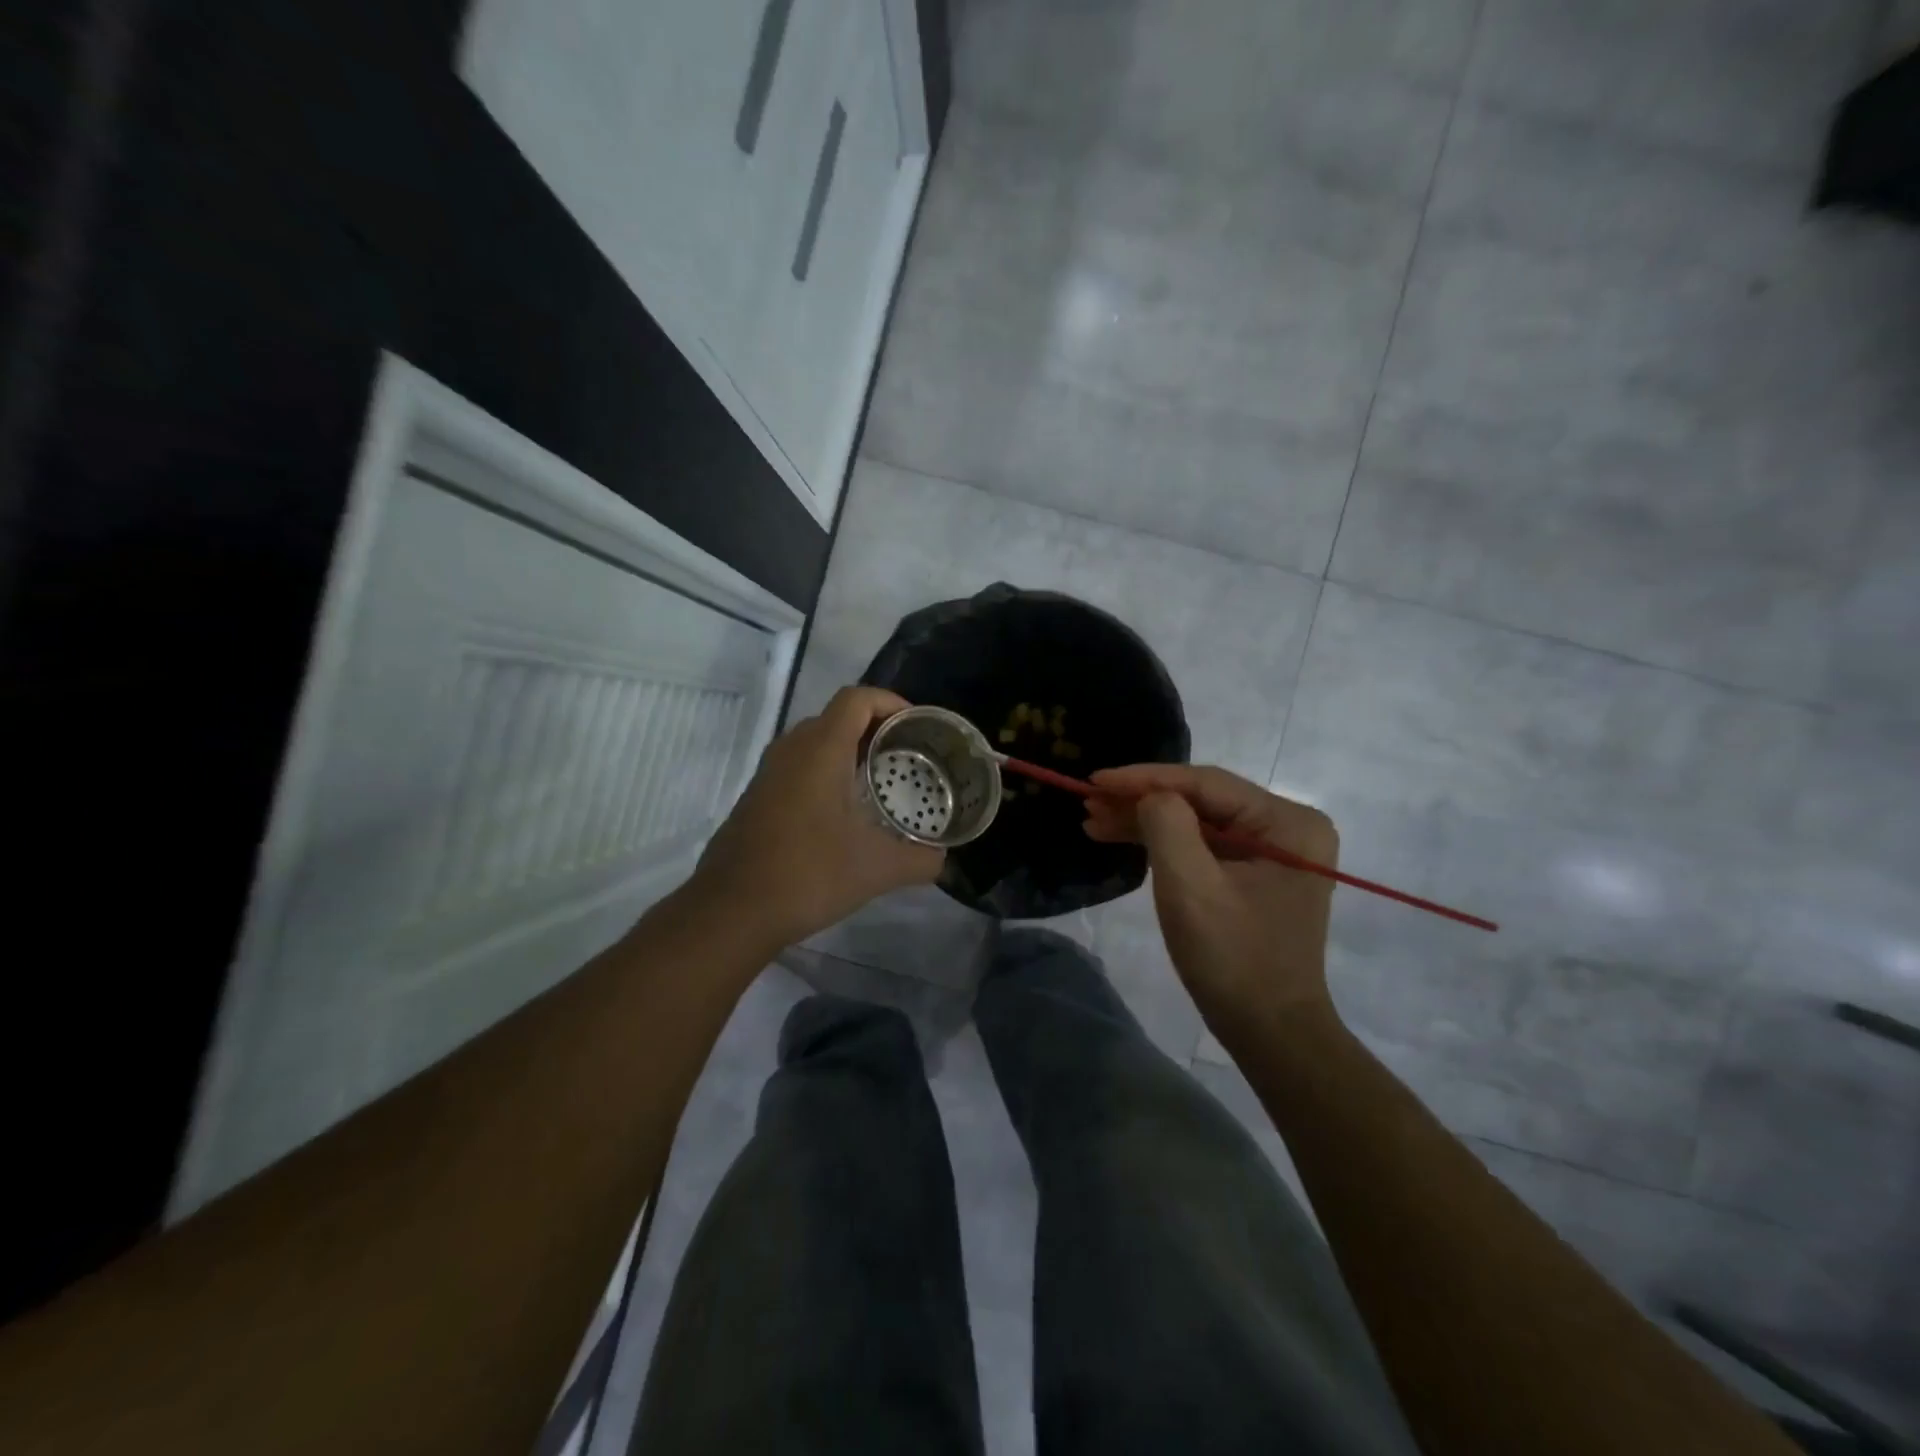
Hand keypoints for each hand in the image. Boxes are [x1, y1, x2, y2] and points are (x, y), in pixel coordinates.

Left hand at [690, 686, 943, 948]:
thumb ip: (921, 860)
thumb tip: (944, 859)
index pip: (857, 698)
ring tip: (879, 780)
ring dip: (848, 750)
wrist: (732, 911)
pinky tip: (843, 812)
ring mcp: (769, 773)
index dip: (891, 702)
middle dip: (874, 727)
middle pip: (836, 716)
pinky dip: (825, 771)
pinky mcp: (757, 797)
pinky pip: (798, 766)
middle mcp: (791, 750)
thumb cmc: (808, 874)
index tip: (916, 726)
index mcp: (821, 750)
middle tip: (906, 754)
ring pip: (814, 742)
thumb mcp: (877, 869)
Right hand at [1083, 765, 1338, 1035]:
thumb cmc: (1233, 959)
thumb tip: (1149, 797)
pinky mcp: (1255, 874)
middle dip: (1141, 801)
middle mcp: (1287, 827)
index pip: (1205, 784)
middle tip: (1089, 803)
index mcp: (1288, 823)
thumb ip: (1167, 825)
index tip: (1095, 780)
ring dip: (1145, 821)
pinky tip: (1121, 838)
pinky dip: (1162, 843)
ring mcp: (1273, 852)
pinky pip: (1203, 846)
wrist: (1270, 1033)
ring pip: (1197, 822)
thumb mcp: (1191, 887)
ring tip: (1094, 821)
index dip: (1145, 778)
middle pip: (1201, 800)